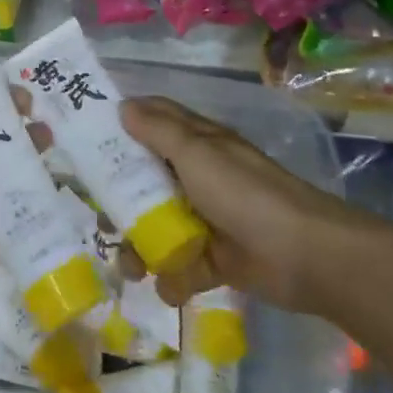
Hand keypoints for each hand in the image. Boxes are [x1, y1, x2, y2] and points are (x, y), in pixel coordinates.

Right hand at [118, 96, 382, 315]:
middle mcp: (198, 175)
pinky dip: (173, 277)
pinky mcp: (216, 257)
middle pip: (146, 178)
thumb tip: (123, 105)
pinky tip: (168, 286)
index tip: (84, 137)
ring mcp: (207, 217)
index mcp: (197, 143)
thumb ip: (159, 131)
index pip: (152, 121)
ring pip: (158, 225)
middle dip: (120, 199)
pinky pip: (182, 264)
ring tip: (131, 268)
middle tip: (99, 217)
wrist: (308, 257)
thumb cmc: (246, 194)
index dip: (120, 124)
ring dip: (141, 247)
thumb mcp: (198, 154)